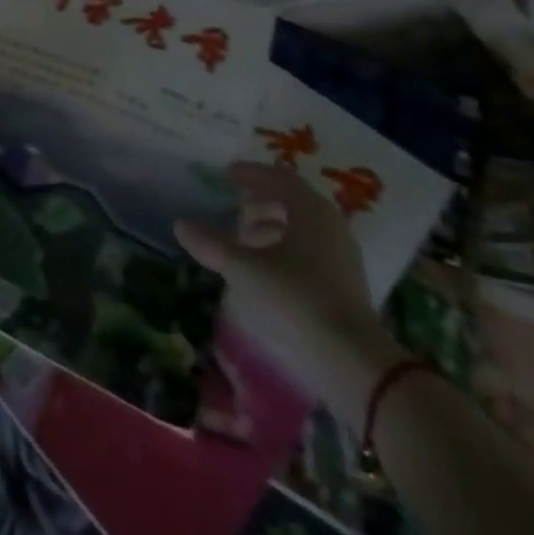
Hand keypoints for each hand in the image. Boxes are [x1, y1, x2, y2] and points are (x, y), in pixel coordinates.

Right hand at [175, 163, 403, 407]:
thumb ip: (212, 244)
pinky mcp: (346, 283)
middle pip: (292, 201)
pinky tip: (267, 267)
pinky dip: (286, 248)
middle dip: (261, 202)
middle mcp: (330, 224)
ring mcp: (342, 255)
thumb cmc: (296, 297)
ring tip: (245, 239)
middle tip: (235, 207)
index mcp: (310, 209)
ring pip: (302, 227)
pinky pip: (311, 249)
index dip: (250, 174)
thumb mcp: (245, 268)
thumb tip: (180, 225)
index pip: (278, 178)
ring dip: (272, 226)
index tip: (226, 175)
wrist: (353, 360)